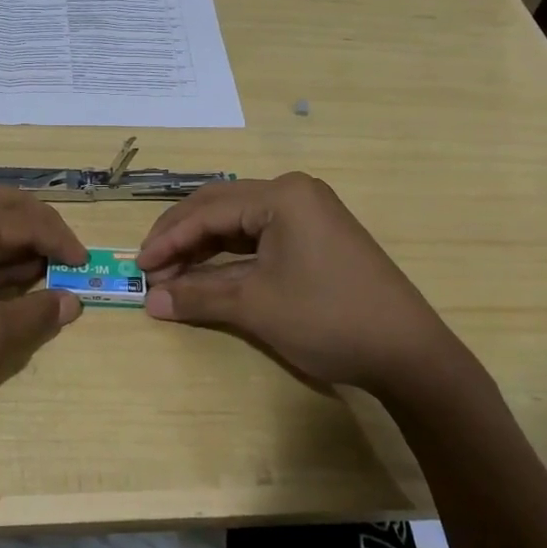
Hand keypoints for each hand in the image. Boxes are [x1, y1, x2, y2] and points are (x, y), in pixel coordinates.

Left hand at [0, 189, 88, 454]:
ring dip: (10, 245)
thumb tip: (71, 302)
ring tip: (40, 277)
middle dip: (37, 232)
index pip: (25, 218)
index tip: (85, 267)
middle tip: (65, 261)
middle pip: (0, 207)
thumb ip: (37, 313)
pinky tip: (1, 285)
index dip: (61, 241)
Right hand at [138, 173, 473, 397]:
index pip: (207, 210)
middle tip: (150, 269)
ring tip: (172, 275)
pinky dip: (230, 257)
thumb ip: (198, 297)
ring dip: (203, 248)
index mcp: (281, 195)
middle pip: (220, 208)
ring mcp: (309, 213)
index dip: (168, 239)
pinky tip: (209, 274)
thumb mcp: (256, 306)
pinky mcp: (317, 237)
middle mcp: (294, 193)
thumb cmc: (328, 319)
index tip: (139, 267)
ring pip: (239, 223)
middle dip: (181, 239)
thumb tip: (150, 301)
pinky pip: (260, 237)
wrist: (408, 354)